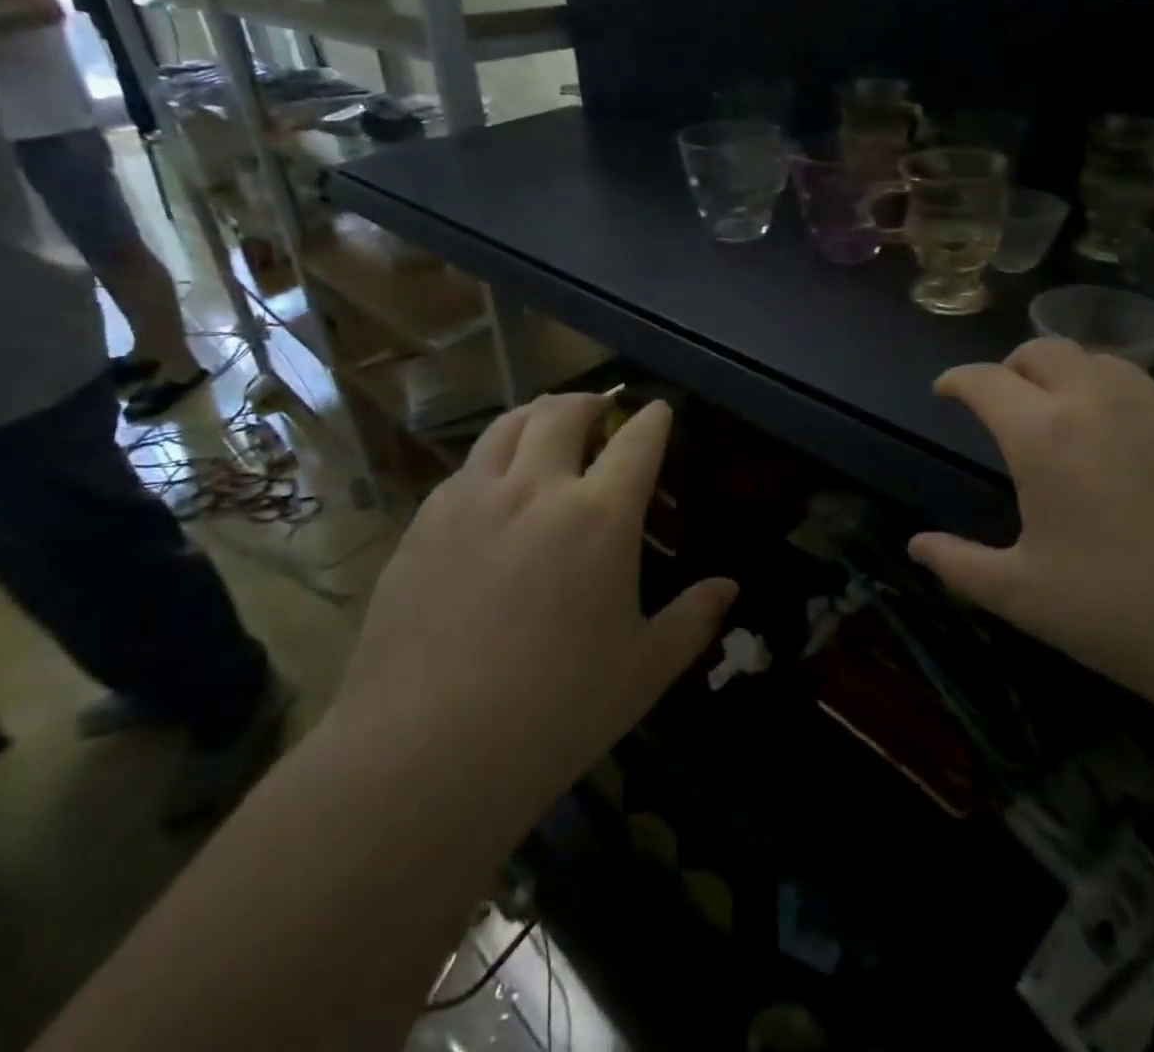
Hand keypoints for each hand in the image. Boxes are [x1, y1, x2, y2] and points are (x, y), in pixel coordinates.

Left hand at [330, 394, 735, 812]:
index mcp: (599, 517)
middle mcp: (536, 489)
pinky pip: (465, 468)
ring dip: (537, 414)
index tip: (659, 410)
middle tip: (602, 409)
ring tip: (548, 425)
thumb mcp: (643, 670)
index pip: (637, 441)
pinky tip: (494, 488)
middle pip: (564, 412)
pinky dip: (493, 458)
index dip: (653, 418)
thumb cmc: (555, 712)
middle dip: (591, 401)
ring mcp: (472, 501)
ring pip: (507, 426)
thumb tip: (730, 588)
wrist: (424, 753)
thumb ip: (692, 619)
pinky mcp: (424, 524)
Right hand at [910, 340, 1153, 720]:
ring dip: (1065, 374)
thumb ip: (959, 564)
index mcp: (1044, 434)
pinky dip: (1114, 395)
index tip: (944, 391)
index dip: (956, 380)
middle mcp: (1098, 401)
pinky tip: (1125, 443)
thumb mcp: (1024, 597)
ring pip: (1098, 359)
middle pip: (1042, 349)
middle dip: (1010, 367)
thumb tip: (917, 546)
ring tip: (1061, 415)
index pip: (985, 380)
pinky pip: (1145, 387)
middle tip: (1002, 402)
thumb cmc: (1126, 614)